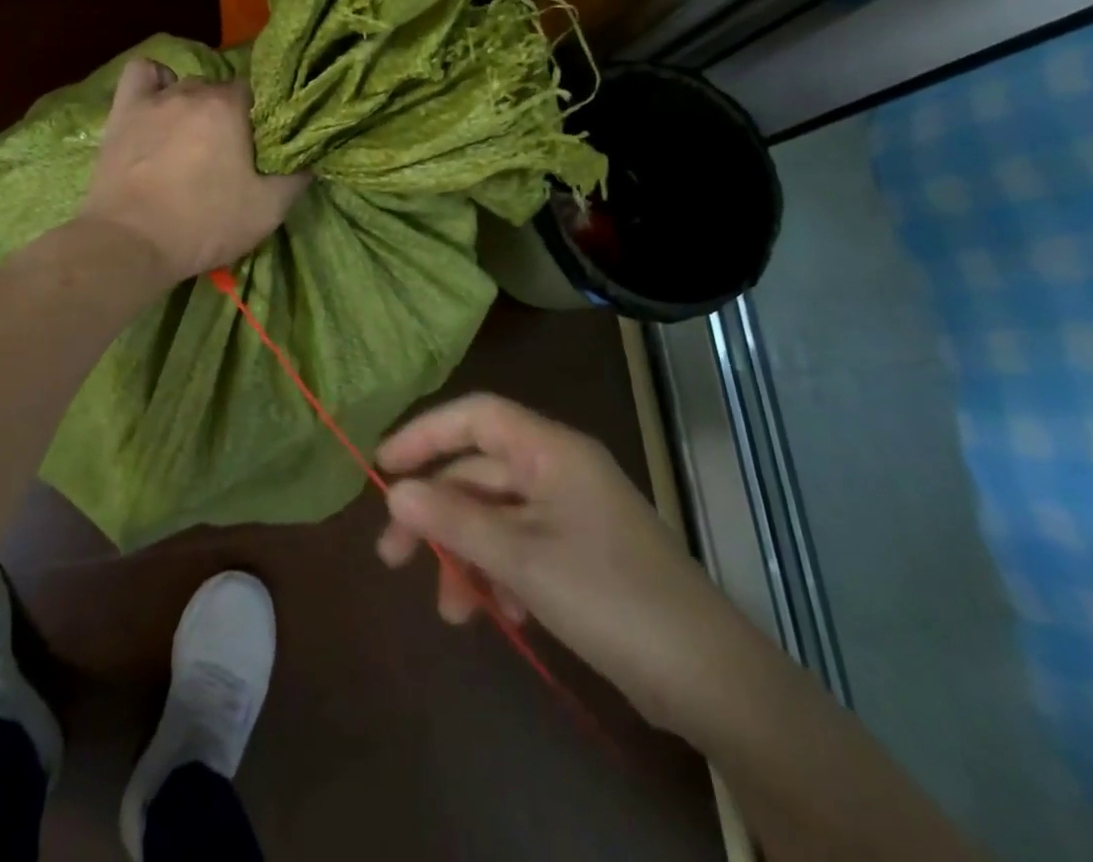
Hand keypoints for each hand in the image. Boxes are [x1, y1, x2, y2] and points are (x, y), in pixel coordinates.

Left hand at [78, 58, 309, 286]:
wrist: (132, 243)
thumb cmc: (204, 224)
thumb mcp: (268, 210)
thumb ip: (297, 178)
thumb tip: (311, 158)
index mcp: (232, 108)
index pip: (259, 94)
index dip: (264, 118)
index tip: (263, 145)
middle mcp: (195, 91)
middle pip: (222, 90)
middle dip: (231, 115)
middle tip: (231, 152)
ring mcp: (155, 99)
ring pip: (186, 85)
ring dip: (196, 105)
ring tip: (194, 137)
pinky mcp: (123, 111)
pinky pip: (142, 74)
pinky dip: (155, 82)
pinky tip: (159, 102)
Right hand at [375, 393, 759, 734]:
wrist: (710, 677)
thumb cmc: (610, 597)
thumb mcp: (522, 559)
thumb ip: (454, 521)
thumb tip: (394, 492)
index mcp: (550, 450)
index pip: (475, 416)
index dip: (425, 434)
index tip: (383, 468)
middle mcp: (558, 469)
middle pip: (478, 472)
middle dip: (436, 514)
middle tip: (394, 558)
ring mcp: (571, 511)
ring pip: (496, 516)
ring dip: (466, 555)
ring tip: (453, 610)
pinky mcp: (580, 552)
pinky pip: (520, 546)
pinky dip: (500, 573)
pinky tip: (500, 613)